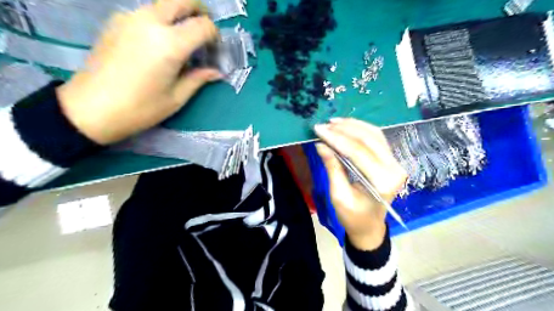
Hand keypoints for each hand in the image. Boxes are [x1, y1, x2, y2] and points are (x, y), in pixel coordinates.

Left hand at [55, 1, 221, 143]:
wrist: (91, 108)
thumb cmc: (140, 108)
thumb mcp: (176, 97)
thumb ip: (198, 78)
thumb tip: (216, 72)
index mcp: (170, 44)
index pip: (203, 26)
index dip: (215, 36)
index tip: (215, 50)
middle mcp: (150, 22)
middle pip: (181, 0)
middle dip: (199, 11)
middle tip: (204, 31)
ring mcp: (129, 18)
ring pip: (162, 4)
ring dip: (179, 16)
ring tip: (182, 40)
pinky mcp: (116, 21)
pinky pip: (146, 12)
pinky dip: (160, 21)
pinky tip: (158, 43)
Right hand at [316, 118, 405, 251]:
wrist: (369, 227)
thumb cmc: (353, 217)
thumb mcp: (338, 196)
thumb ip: (332, 168)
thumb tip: (321, 144)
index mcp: (382, 182)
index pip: (358, 152)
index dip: (336, 138)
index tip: (319, 130)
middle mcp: (394, 169)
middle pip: (368, 140)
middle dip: (344, 129)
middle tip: (324, 124)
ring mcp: (395, 163)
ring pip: (374, 135)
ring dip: (353, 126)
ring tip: (333, 122)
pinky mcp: (391, 160)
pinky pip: (377, 139)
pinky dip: (361, 129)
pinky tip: (347, 125)